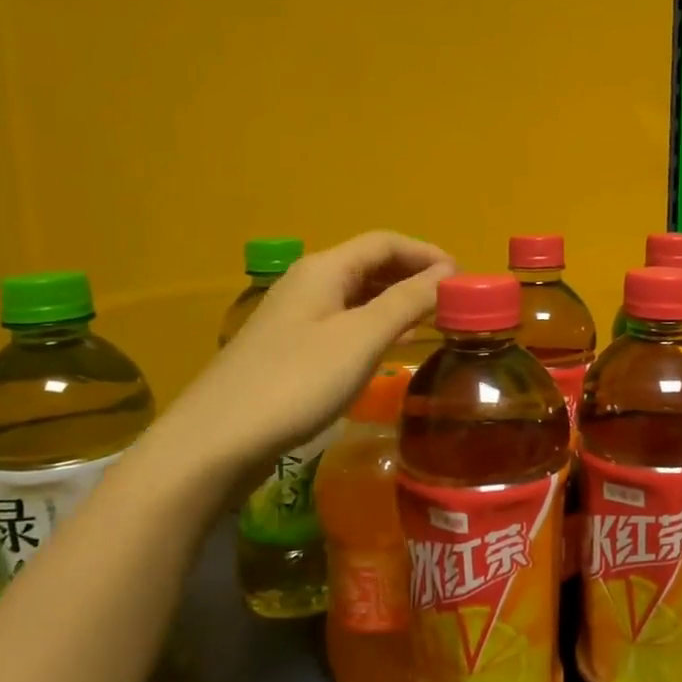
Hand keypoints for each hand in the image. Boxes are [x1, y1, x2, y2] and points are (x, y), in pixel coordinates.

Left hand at [152, 230, 454, 476]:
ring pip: (355, 295)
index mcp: (324, 269)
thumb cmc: (297, 381)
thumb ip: (407, 302)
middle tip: (451, 302)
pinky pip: (342, 322)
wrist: (218, 439)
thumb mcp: (361, 338)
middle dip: (413, 275)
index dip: (427, 253)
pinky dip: (373, 325)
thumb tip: (446, 274)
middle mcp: (307, 283)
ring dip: (394, 301)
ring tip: (430, 322)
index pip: (385, 242)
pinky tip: (387, 348)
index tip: (463, 278)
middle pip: (369, 264)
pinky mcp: (288, 349)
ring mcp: (294, 317)